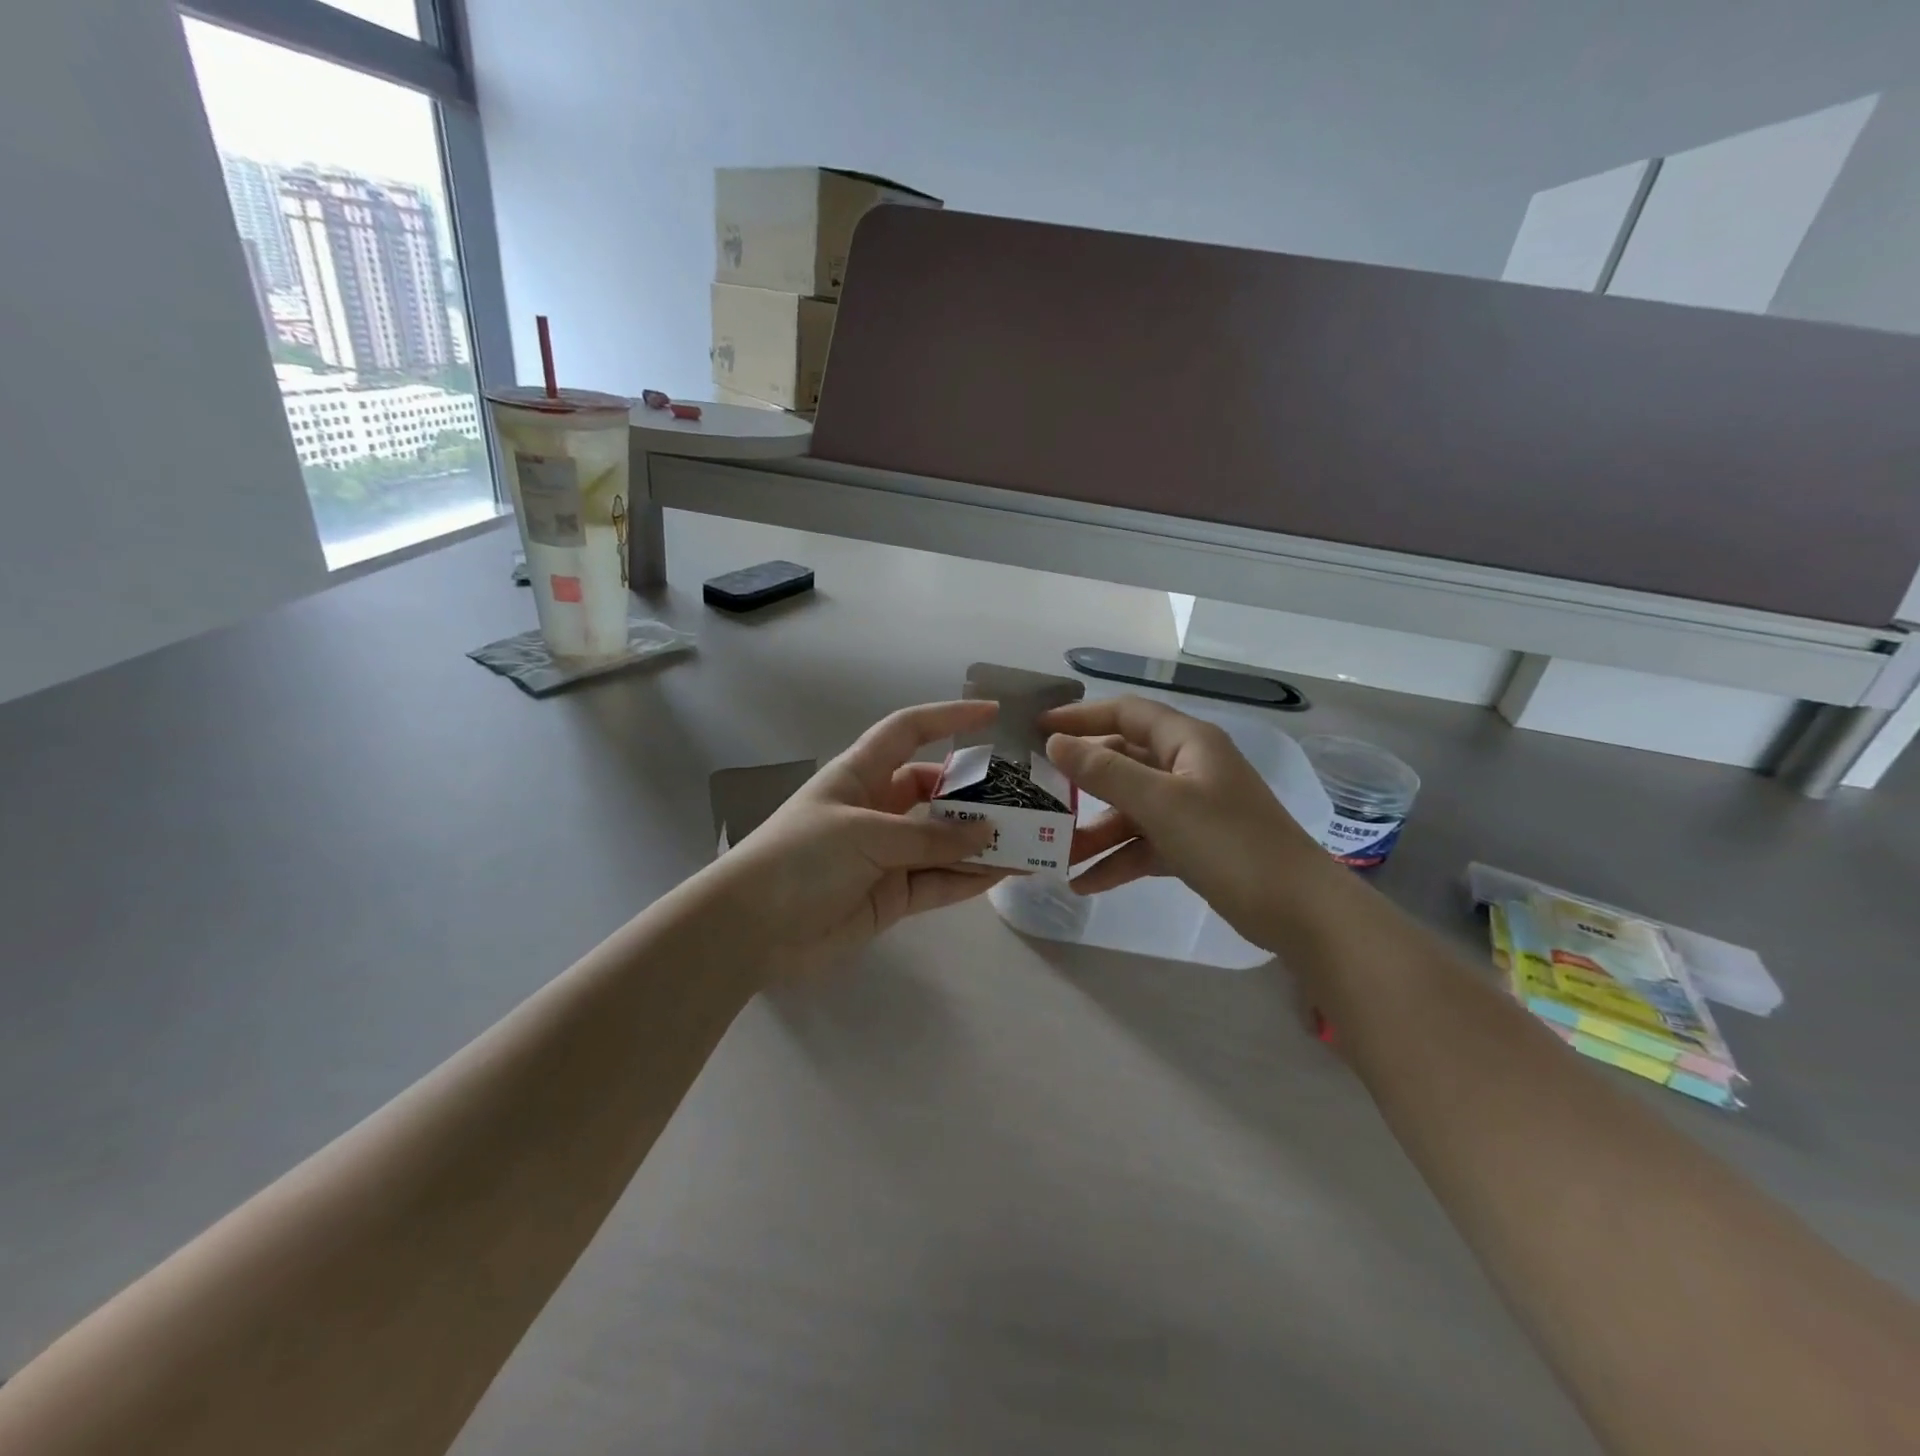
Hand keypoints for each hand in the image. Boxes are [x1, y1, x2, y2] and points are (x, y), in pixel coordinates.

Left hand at [704, 700, 1004, 976]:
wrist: (752, 929)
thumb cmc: (801, 858)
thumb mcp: (866, 834)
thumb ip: (929, 838)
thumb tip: (987, 835)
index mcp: (861, 774)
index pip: (908, 731)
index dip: (947, 718)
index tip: (992, 715)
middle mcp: (877, 808)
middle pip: (936, 791)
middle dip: (976, 794)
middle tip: (1024, 800)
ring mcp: (886, 854)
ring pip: (943, 841)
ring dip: (981, 842)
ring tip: (1028, 842)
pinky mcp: (891, 895)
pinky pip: (938, 881)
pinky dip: (968, 879)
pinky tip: (1004, 874)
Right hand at [1039, 695, 1336, 952]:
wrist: (1299, 911)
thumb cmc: (1229, 843)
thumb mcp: (1161, 804)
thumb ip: (1104, 772)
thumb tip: (1055, 744)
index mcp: (1187, 742)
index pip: (1125, 713)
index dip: (1080, 717)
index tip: (1037, 730)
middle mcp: (1188, 768)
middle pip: (1123, 762)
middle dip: (1081, 782)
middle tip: (1038, 794)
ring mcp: (1193, 808)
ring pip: (1131, 809)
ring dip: (1095, 831)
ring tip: (1056, 855)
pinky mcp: (1195, 846)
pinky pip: (1145, 843)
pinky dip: (1118, 859)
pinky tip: (1085, 883)